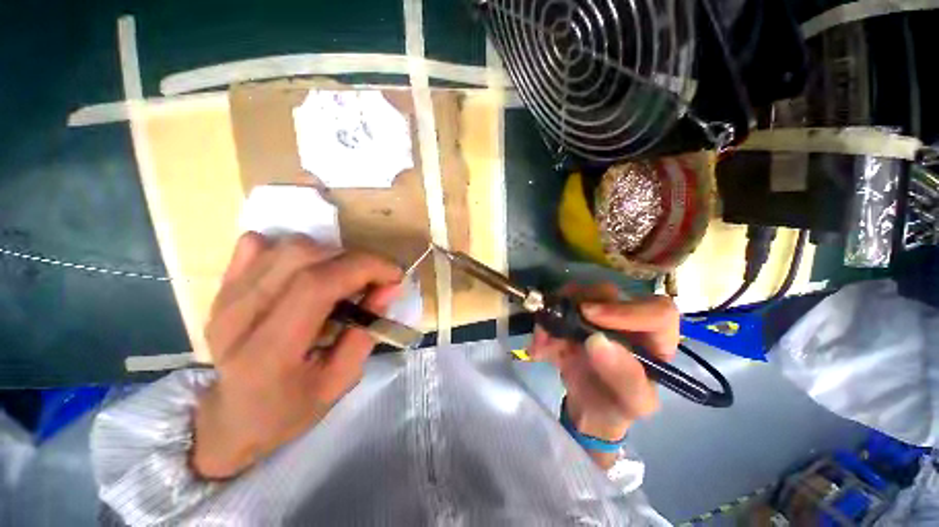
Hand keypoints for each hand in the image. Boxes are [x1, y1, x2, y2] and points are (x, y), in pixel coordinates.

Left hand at [192, 233, 401, 478]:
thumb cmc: (287, 410)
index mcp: (269, 351)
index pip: (318, 284)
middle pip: (303, 256)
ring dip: (330, 255)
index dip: (365, 268)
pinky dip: (293, 250)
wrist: (228, 419)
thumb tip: (389, 288)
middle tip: (373, 280)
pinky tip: (305, 271)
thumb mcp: (339, 382)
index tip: (394, 275)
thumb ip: (366, 332)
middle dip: (354, 260)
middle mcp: (239, 316)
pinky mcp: (222, 287)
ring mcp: (225, 297)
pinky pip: (258, 244)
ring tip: (343, 278)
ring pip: (288, 246)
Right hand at [529, 284, 677, 465]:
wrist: (587, 407)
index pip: (657, 311)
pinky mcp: (573, 315)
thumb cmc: (618, 406)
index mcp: (654, 339)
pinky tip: (539, 348)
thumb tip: (598, 341)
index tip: (590, 316)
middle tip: (556, 327)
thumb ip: (624, 377)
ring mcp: (596, 313)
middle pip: (607, 293)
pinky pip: (556, 306)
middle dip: (577, 306)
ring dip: (554, 315)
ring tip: (543, 345)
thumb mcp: (631, 403)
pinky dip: (543, 324)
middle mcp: (626, 318)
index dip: (626, 309)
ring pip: (577, 294)